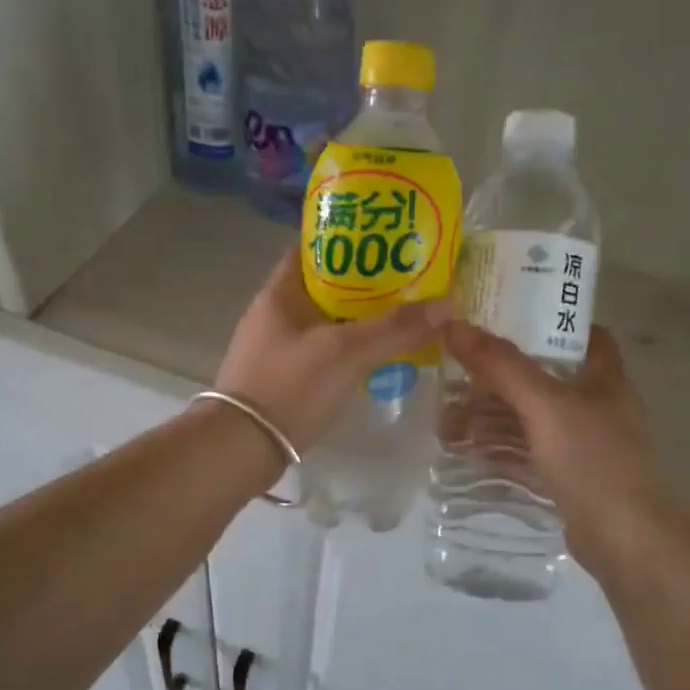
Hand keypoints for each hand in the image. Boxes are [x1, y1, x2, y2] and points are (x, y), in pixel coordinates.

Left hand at [216, 254, 449, 450]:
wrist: (241, 449)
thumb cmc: (289, 387)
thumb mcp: (346, 352)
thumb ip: (396, 328)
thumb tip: (448, 302)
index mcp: (280, 293)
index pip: (313, 249)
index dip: (349, 240)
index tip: (387, 243)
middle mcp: (273, 314)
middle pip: (324, 287)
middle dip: (364, 285)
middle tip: (408, 283)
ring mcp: (275, 348)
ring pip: (324, 322)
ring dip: (357, 320)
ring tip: (401, 318)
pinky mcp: (280, 378)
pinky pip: (320, 352)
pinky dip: (346, 350)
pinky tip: (373, 359)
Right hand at [443, 323, 672, 573]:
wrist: (627, 541)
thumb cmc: (593, 460)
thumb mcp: (545, 405)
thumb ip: (501, 366)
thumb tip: (454, 325)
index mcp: (603, 377)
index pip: (581, 334)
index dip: (544, 322)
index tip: (500, 318)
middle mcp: (595, 406)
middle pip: (541, 378)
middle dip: (496, 378)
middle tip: (453, 376)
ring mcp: (582, 445)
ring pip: (529, 419)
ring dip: (490, 417)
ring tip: (445, 421)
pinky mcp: (567, 478)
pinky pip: (526, 453)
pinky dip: (497, 449)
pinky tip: (465, 451)